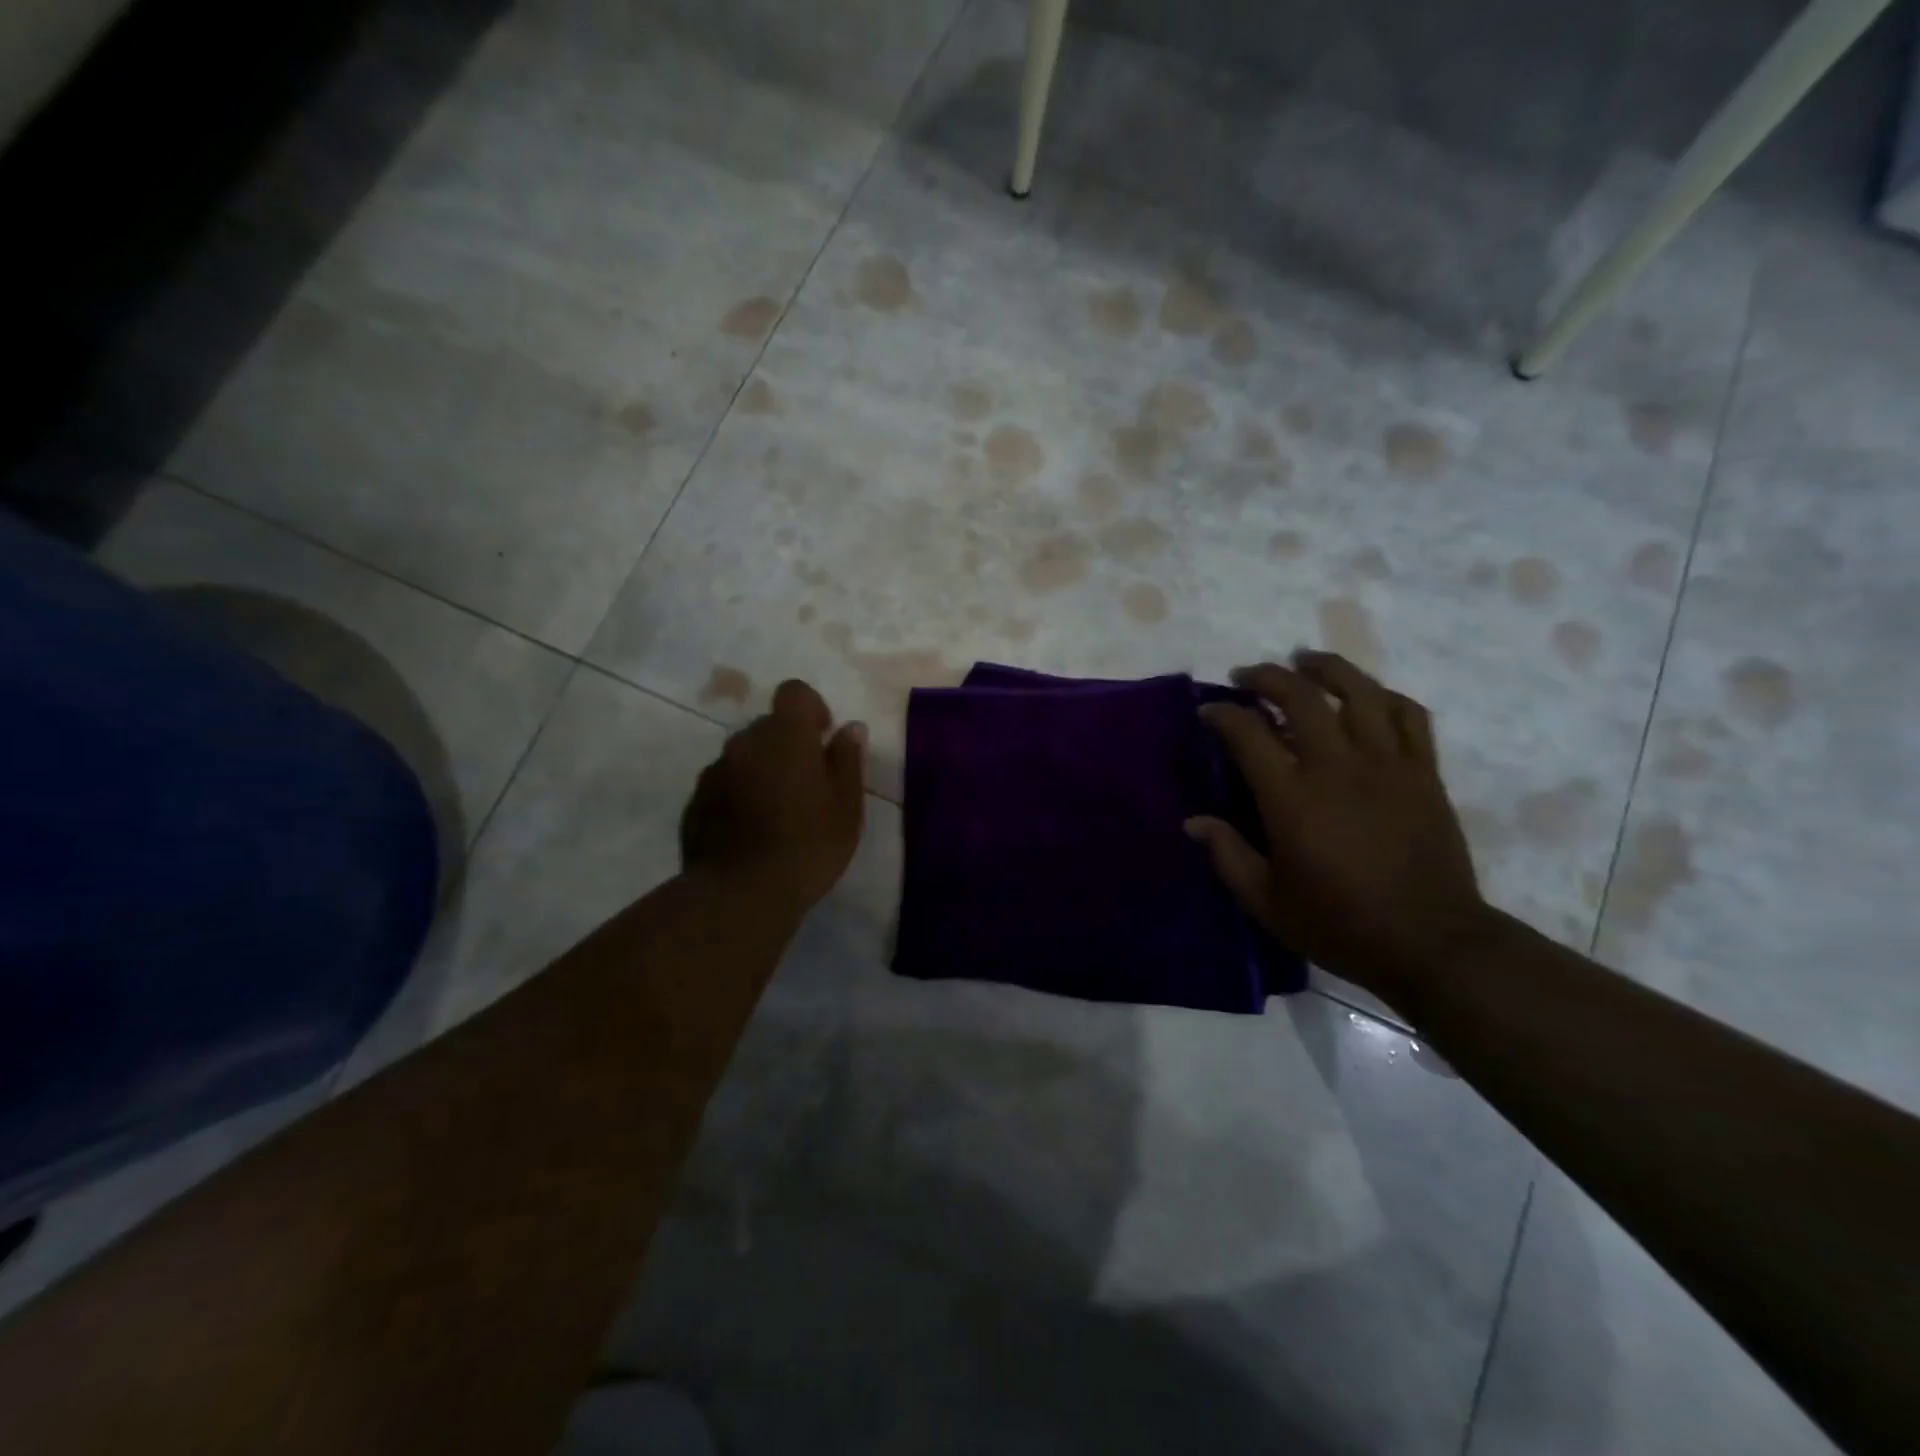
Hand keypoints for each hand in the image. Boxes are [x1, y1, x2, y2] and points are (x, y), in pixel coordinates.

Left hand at [679, 679, 867, 912]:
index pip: (794, 692)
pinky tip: (752, 832)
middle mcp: (744, 743)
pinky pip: (723, 785)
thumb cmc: (808, 845)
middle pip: (768, 726)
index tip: (823, 739)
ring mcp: (714, 773)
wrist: (741, 895)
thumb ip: (848, 760)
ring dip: (761, 770)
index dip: (812, 708)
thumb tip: (850, 728)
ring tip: (778, 812)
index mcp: (785, 735)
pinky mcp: (695, 804)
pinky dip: (738, 796)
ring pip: (743, 757)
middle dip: (787, 744)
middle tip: (807, 784)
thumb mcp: (846, 805)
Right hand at [1185, 652, 1496, 1003]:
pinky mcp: (1424, 773)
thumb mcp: (1265, 900)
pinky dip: (1384, 696)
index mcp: (1291, 798)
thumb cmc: (1338, 924)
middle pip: (1301, 697)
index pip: (1247, 733)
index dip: (1222, 713)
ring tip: (1306, 661)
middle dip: (1268, 676)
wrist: (1430, 943)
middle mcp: (1337, 767)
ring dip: (1327, 669)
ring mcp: (1387, 765)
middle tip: (1249, 675)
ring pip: (1359, 692)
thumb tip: (1194, 822)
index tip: (1208, 711)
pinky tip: (1368, 696)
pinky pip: (1410, 715)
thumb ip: (1227, 854)